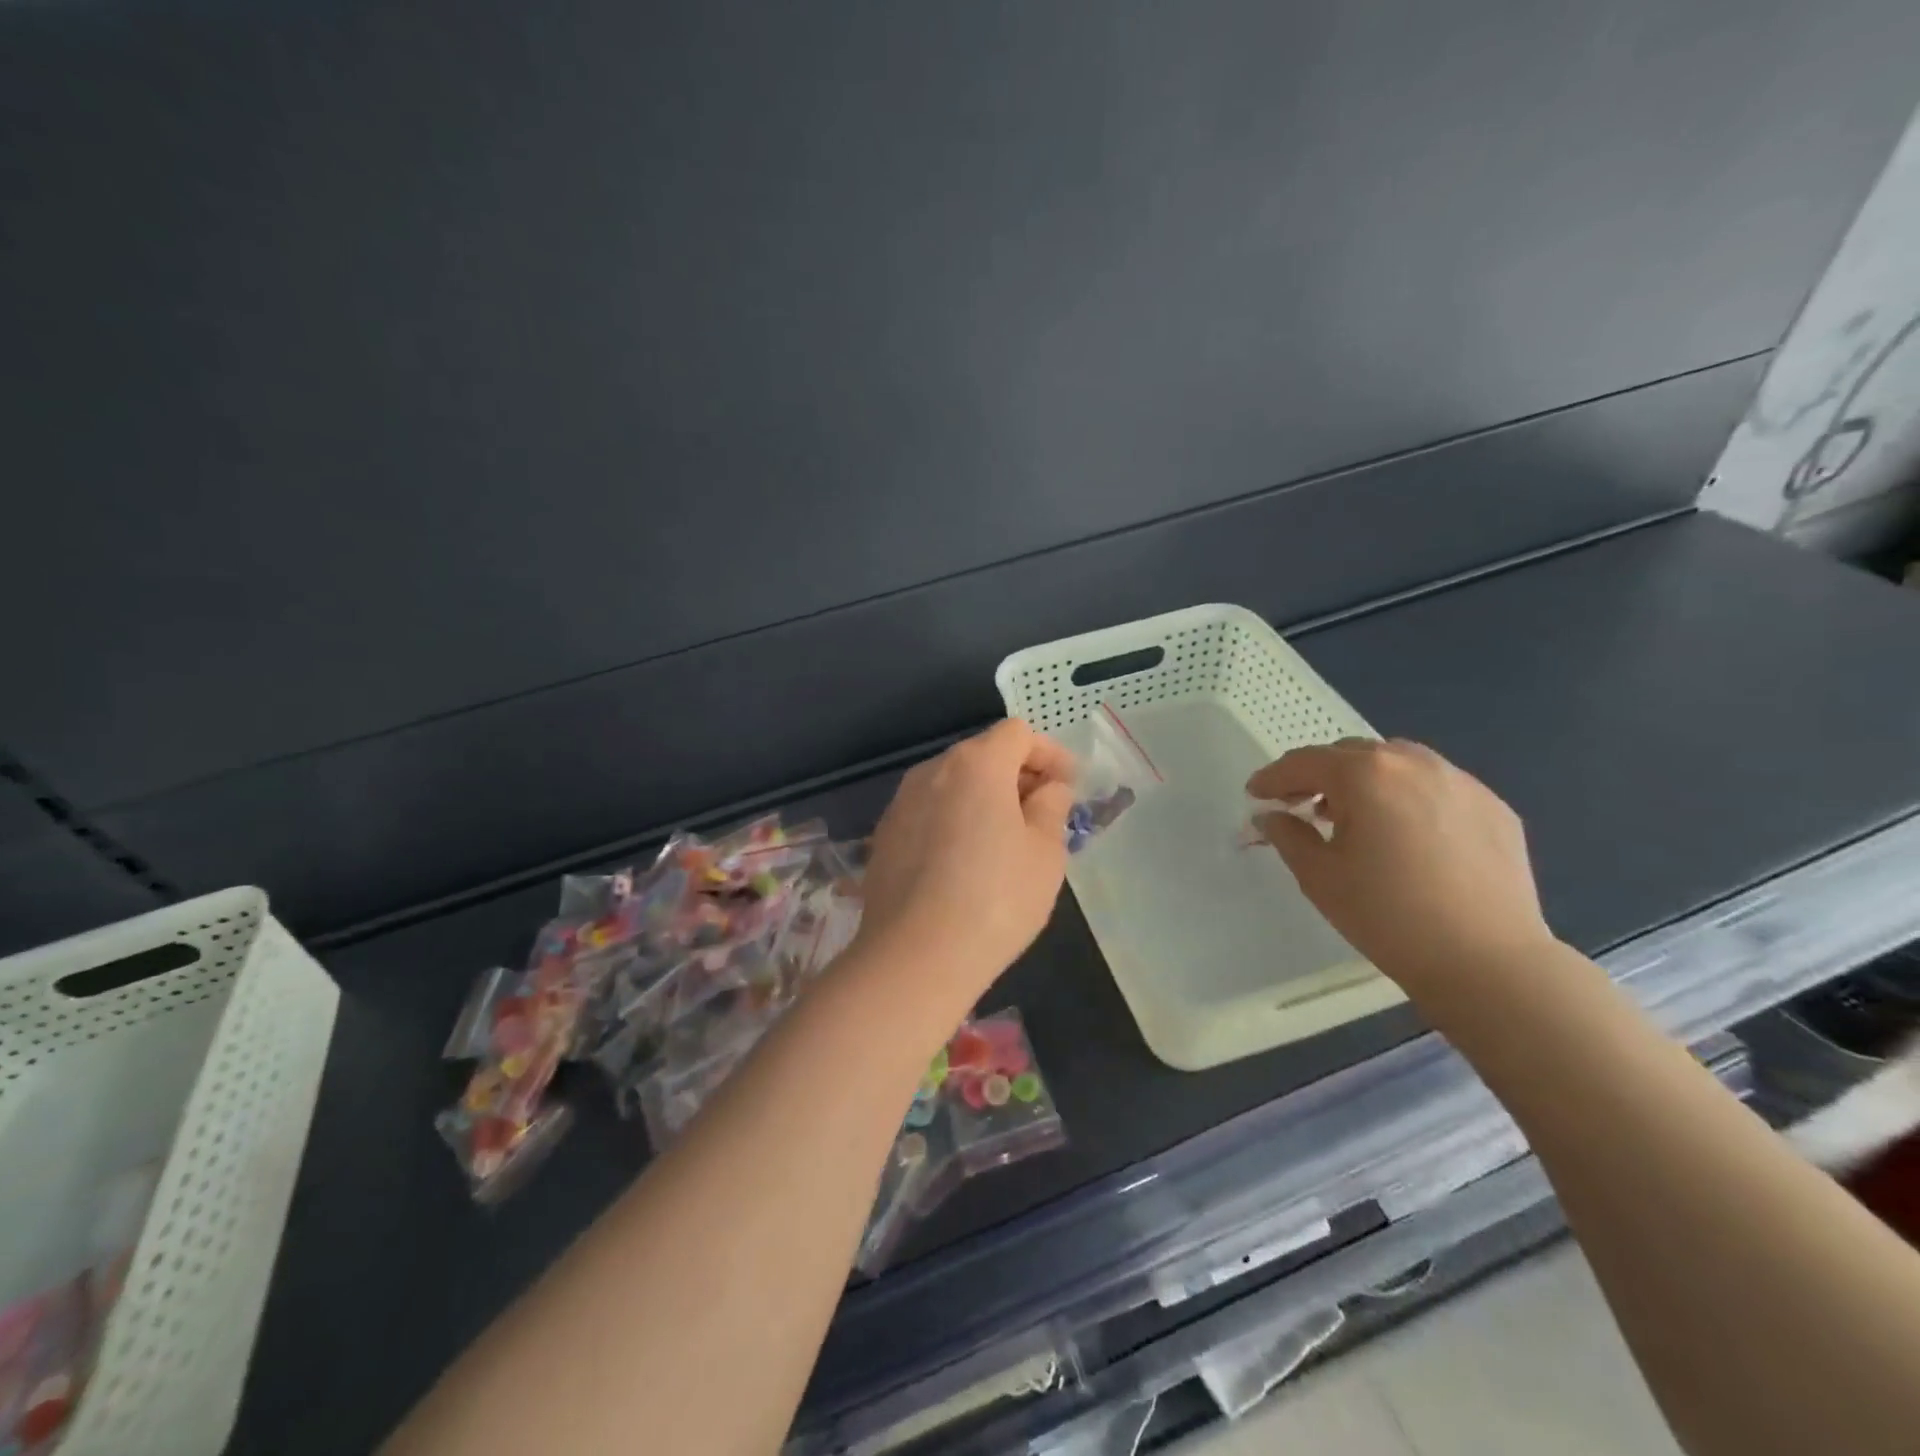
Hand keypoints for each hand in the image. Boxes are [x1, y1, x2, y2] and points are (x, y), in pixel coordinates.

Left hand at [852, 720, 1074, 1005]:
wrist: (915, 956)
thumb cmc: (996, 899)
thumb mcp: (1045, 853)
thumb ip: (1052, 806)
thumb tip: (1048, 788)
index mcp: (976, 764)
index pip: (1018, 734)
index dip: (1049, 753)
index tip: (1068, 786)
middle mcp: (932, 771)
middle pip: (983, 754)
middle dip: (1017, 775)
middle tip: (1043, 815)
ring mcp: (901, 803)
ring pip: (954, 784)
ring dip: (984, 798)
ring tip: (1006, 842)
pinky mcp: (885, 836)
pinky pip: (930, 812)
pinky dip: (954, 821)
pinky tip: (965, 864)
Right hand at [1248, 738, 1556, 991]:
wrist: (1487, 961)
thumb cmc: (1387, 916)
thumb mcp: (1319, 876)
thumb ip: (1287, 835)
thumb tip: (1272, 815)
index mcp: (1366, 775)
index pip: (1305, 762)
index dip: (1273, 777)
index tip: (1255, 794)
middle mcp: (1414, 763)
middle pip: (1351, 754)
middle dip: (1319, 775)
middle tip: (1301, 805)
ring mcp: (1461, 782)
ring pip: (1398, 763)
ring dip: (1366, 780)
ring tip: (1356, 817)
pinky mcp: (1494, 806)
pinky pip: (1437, 787)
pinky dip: (1409, 797)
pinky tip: (1407, 835)